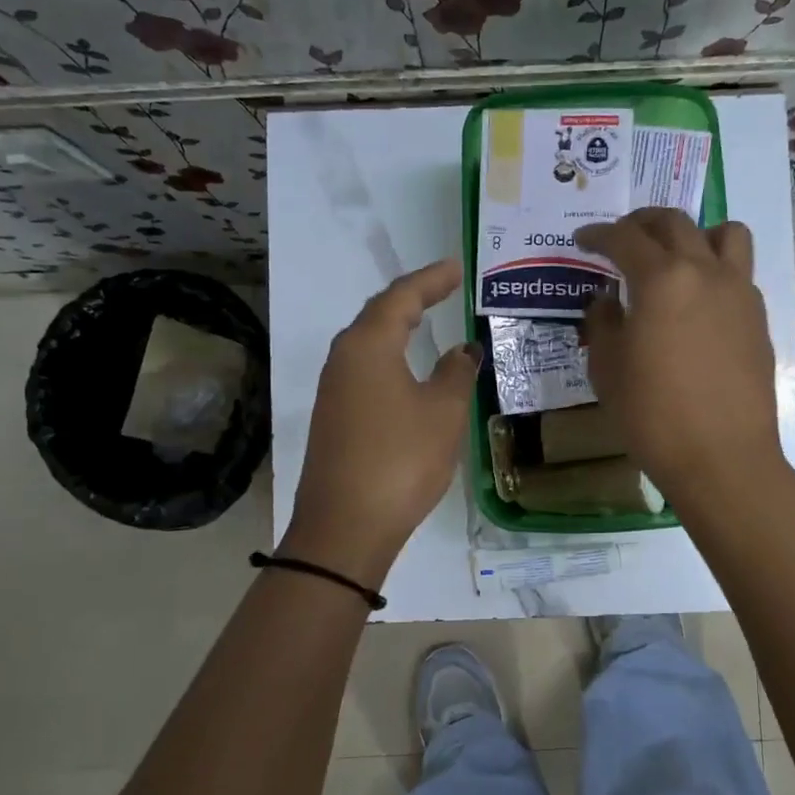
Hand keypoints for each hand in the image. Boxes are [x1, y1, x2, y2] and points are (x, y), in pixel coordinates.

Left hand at [285, 259, 479, 584]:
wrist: (346, 527)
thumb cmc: (401, 459)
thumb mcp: (443, 412)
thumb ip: (456, 373)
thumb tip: (462, 350)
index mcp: (367, 346)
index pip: (401, 297)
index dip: (431, 280)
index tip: (457, 268)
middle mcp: (342, 360)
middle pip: (378, 315)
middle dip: (411, 299)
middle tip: (443, 288)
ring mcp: (332, 391)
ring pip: (367, 345)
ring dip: (397, 329)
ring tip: (426, 320)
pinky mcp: (333, 419)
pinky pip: (364, 372)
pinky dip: (389, 359)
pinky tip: (405, 371)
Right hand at [576, 209, 785, 509]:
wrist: (721, 457)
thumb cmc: (652, 416)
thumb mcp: (607, 370)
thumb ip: (603, 323)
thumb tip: (608, 300)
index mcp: (661, 280)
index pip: (625, 238)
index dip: (598, 235)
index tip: (583, 240)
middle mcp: (704, 272)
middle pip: (674, 223)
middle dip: (642, 223)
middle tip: (622, 238)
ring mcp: (739, 292)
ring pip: (724, 234)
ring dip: (694, 233)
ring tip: (675, 256)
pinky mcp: (758, 317)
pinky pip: (738, 271)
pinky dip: (715, 269)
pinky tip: (697, 301)